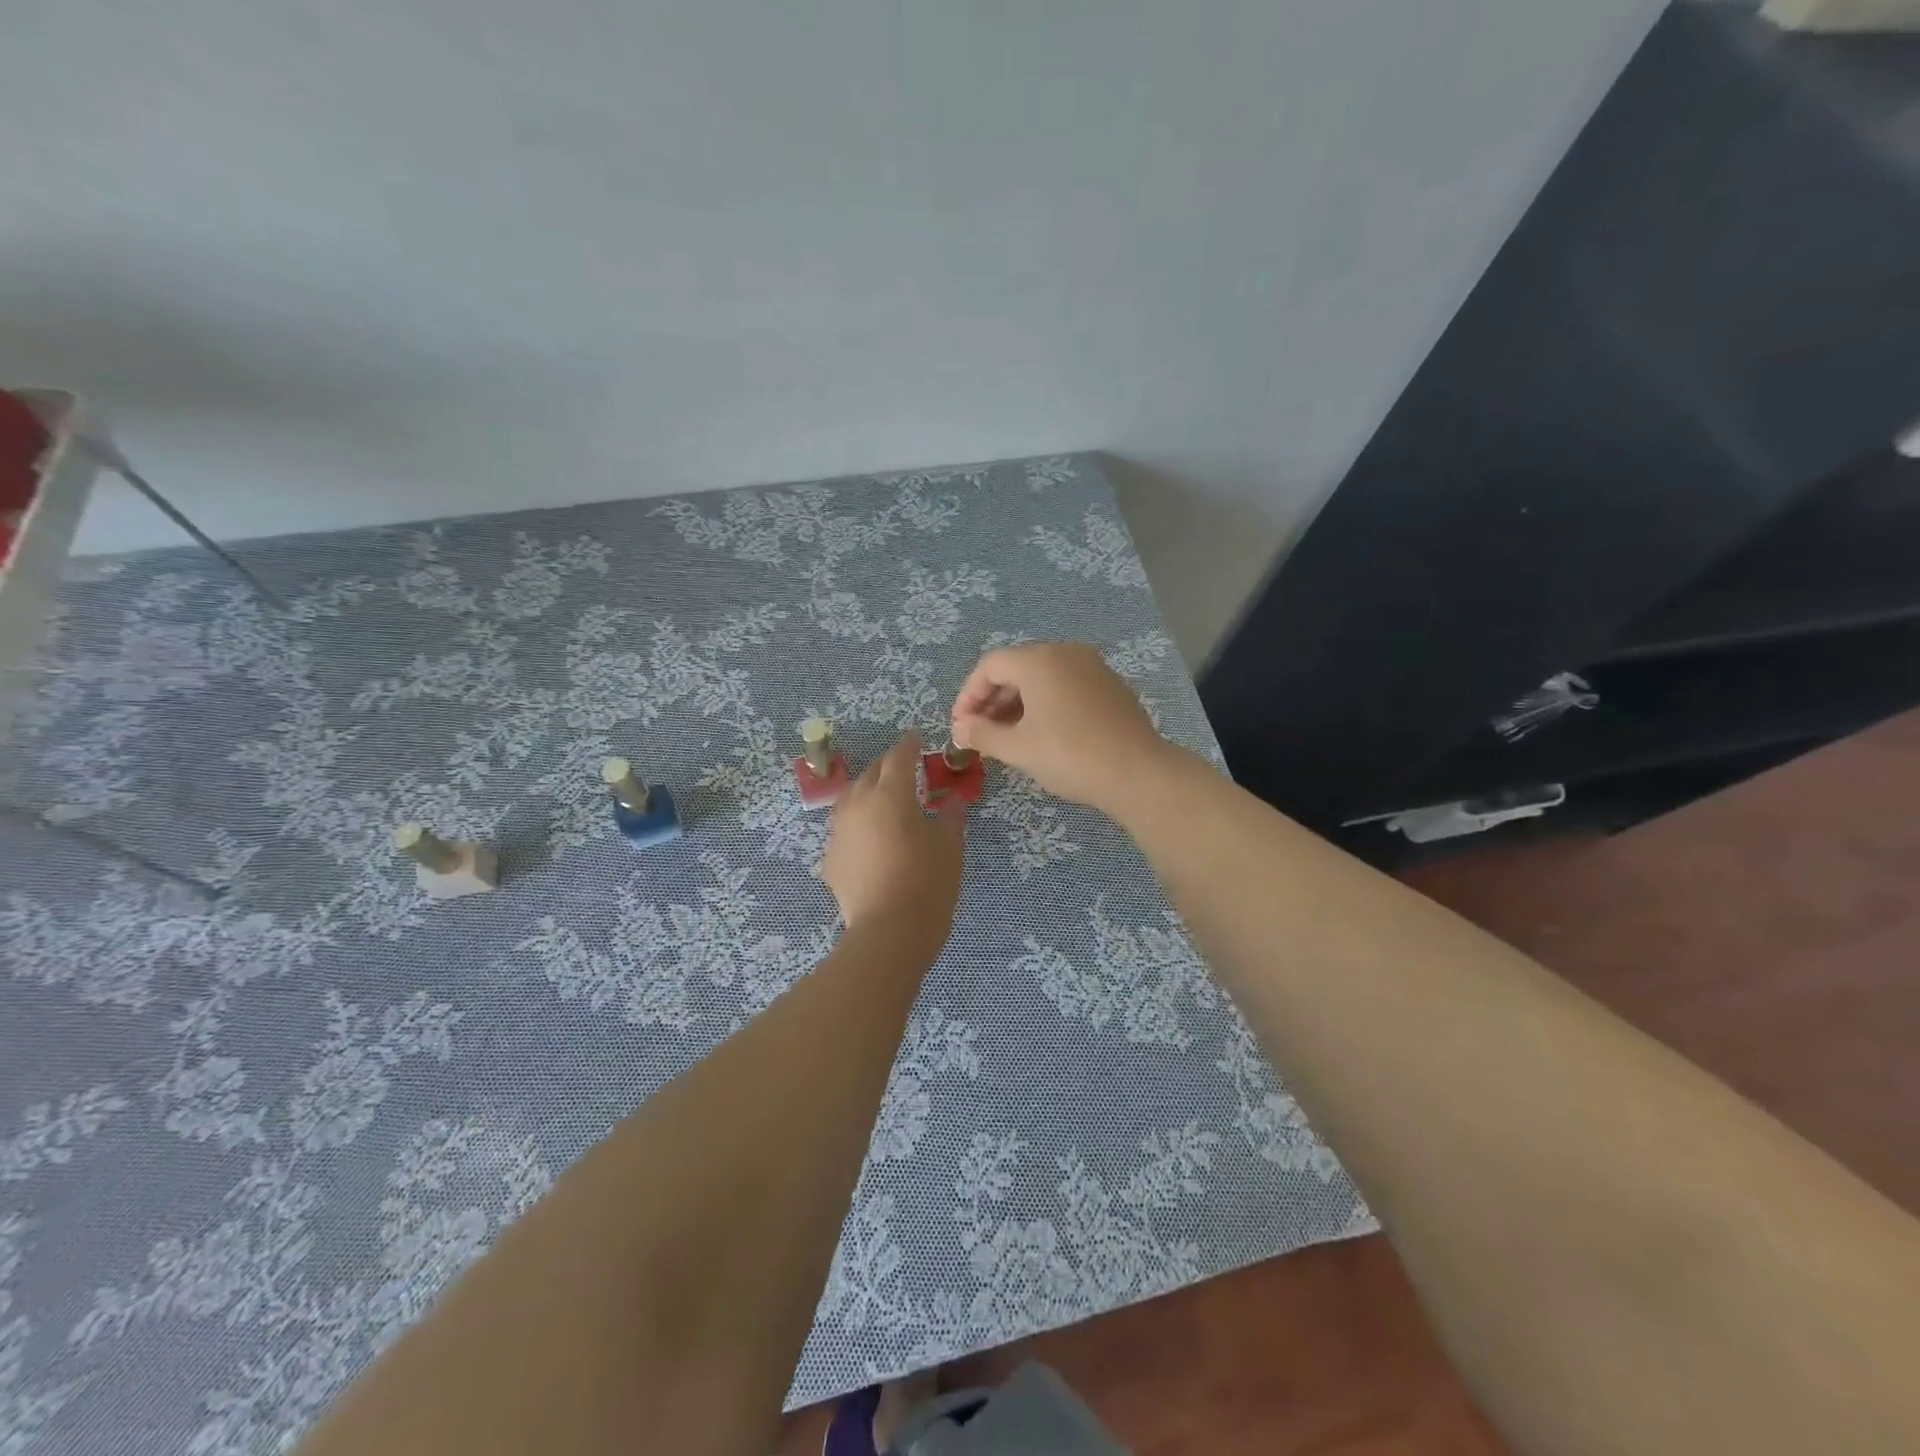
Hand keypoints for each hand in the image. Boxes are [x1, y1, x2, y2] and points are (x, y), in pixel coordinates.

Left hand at [822, 731, 964, 956]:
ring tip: (884, 800)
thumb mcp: (949, 846)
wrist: (889, 932)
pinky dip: (858, 825)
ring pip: (851, 799)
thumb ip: (950, 817)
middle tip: (905, 769)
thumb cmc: (927, 882)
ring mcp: (839, 832)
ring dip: (868, 792)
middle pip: (871, 774)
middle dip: (887, 767)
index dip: (909, 745)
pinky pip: (845, 830)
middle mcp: (858, 804)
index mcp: (891, 794)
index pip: (899, 757)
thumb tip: (954, 799)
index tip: (916, 738)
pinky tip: (870, 839)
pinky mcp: (830, 859)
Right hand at [951, 642, 1171, 813]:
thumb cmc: (1070, 756)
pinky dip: (1045, 703)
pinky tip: (1041, 733)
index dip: (968, 695)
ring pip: (1043, 677)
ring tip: (1006, 737)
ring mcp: (1092, 666)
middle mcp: (1066, 652)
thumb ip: (982, 734)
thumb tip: (960, 729)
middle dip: (992, 699)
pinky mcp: (1110, 685)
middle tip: (979, 733)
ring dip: (1017, 703)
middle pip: (1016, 667)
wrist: (1137, 773)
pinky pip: (1066, 685)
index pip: (990, 666)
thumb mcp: (1018, 748)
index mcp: (1039, 660)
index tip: (960, 726)